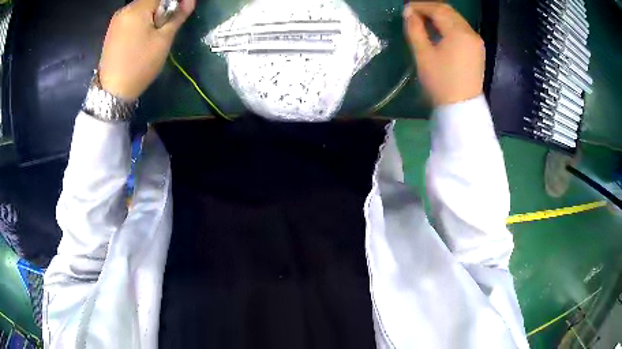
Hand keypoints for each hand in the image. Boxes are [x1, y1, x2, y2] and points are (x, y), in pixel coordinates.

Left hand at [98, 0, 195, 100]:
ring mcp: (116, 20)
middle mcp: (124, 10)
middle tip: (165, 26)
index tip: (181, 11)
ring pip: (141, 8)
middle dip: (162, 8)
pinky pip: (131, 17)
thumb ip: (177, 16)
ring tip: (152, 34)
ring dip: (152, 14)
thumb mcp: (163, 40)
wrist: (113, 92)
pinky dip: (141, 21)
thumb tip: (190, 1)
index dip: (174, 1)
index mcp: (136, 9)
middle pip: (150, 0)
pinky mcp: (112, 30)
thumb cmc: (140, 65)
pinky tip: (140, 37)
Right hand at [403, 2, 484, 105]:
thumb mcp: (423, 54)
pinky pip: (462, 29)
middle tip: (413, 13)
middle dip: (430, 8)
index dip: (420, 6)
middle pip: (449, 11)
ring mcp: (476, 41)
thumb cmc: (441, 82)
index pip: (438, 9)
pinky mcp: (477, 50)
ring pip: (456, 19)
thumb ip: (414, 29)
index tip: (406, 9)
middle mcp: (471, 33)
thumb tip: (409, 13)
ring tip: (423, 20)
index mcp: (458, 32)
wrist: (462, 109)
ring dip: (439, 16)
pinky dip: (449, 25)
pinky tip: (438, 30)